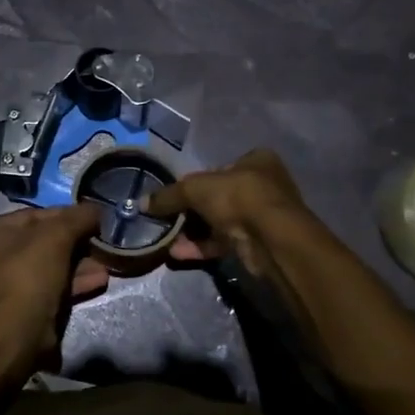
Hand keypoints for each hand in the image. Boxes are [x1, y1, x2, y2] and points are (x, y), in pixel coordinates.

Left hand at [0, 204, 109, 368]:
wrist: (18, 331)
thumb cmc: (29, 272)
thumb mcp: (57, 235)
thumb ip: (78, 217)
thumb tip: (96, 209)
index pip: (31, 216)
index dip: (65, 216)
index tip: (90, 220)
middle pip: (38, 243)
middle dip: (73, 244)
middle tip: (98, 244)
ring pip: (44, 267)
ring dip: (76, 266)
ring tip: (104, 265)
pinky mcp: (14, 309)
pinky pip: (45, 288)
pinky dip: (69, 284)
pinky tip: (97, 281)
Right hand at [143, 149, 313, 268]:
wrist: (271, 239)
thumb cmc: (238, 197)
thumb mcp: (196, 188)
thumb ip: (169, 195)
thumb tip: (142, 203)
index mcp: (256, 161)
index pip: (219, 168)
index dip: (195, 182)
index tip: (176, 196)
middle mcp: (263, 185)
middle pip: (218, 197)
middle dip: (191, 211)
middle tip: (168, 220)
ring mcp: (262, 216)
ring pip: (220, 222)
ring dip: (193, 231)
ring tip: (167, 239)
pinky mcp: (257, 242)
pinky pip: (223, 242)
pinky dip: (202, 247)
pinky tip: (178, 253)